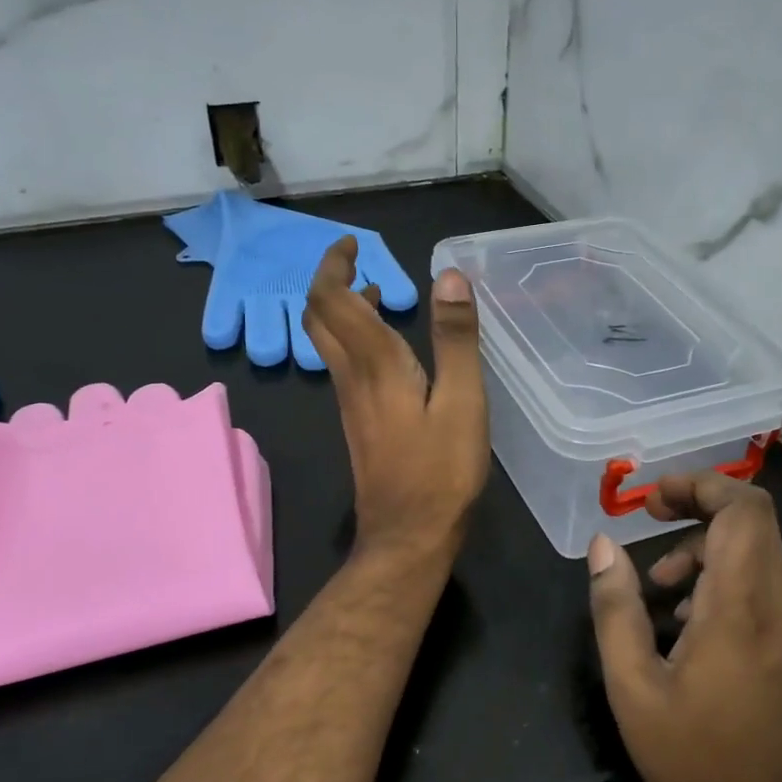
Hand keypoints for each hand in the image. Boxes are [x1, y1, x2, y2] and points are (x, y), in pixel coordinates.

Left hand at [304, 236, 488, 564]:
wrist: (408, 536)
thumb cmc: (441, 470)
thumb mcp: (462, 402)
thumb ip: (455, 339)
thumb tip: (448, 276)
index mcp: (374, 365)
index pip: (333, 300)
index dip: (334, 266)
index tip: (353, 245)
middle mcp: (351, 378)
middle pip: (319, 318)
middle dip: (330, 282)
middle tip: (358, 262)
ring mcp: (351, 403)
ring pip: (328, 343)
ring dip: (342, 310)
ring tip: (377, 293)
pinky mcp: (359, 423)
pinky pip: (344, 366)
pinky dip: (355, 339)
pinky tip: (388, 347)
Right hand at [586, 474, 781, 781]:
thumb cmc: (692, 759)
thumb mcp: (633, 686)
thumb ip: (615, 608)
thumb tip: (603, 545)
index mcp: (741, 608)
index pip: (744, 510)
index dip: (701, 485)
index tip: (651, 498)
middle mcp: (777, 605)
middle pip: (753, 521)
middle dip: (699, 505)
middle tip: (649, 519)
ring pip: (755, 552)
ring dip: (703, 549)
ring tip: (656, 589)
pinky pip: (757, 585)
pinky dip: (718, 579)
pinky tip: (681, 624)